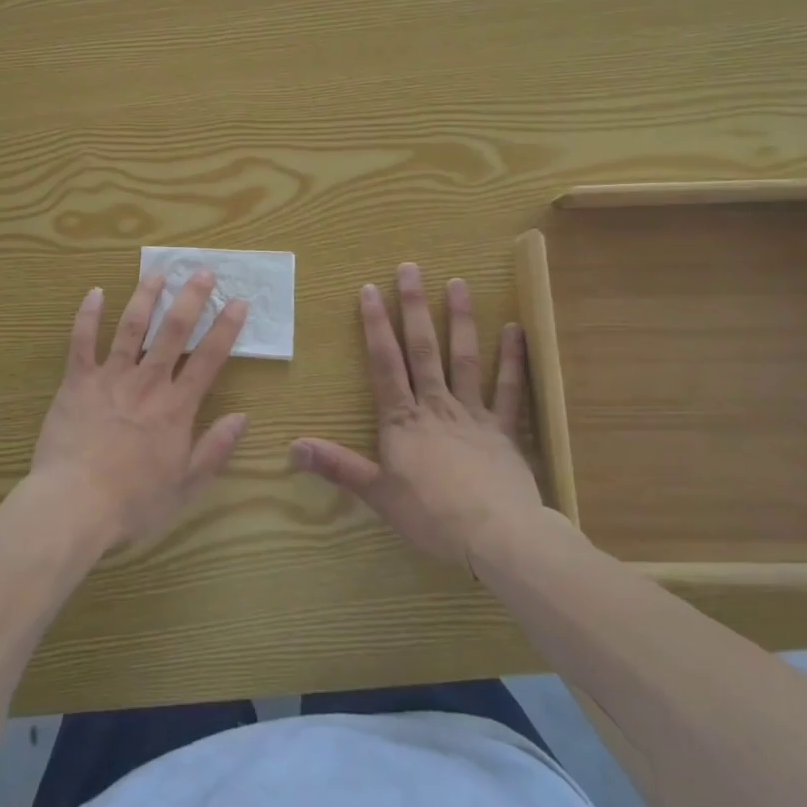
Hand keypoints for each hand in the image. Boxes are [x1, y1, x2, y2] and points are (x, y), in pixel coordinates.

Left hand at [28, 270, 249, 549]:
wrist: (75, 504)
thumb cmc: (133, 502)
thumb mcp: (186, 486)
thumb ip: (215, 449)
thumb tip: (242, 417)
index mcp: (176, 407)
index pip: (209, 359)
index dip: (226, 328)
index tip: (238, 301)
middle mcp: (147, 382)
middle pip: (173, 332)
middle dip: (190, 298)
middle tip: (203, 271)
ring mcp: (110, 377)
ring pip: (131, 327)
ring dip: (146, 296)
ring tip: (158, 271)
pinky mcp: (77, 381)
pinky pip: (81, 342)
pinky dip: (87, 315)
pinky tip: (95, 292)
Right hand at [290, 263, 545, 563]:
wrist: (497, 538)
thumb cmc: (432, 516)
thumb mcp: (377, 495)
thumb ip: (337, 467)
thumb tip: (292, 447)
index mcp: (402, 419)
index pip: (384, 363)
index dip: (375, 325)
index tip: (369, 289)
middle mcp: (435, 405)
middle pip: (422, 349)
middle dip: (413, 307)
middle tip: (410, 268)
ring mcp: (472, 413)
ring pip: (464, 358)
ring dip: (459, 320)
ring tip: (457, 283)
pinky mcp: (504, 429)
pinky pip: (509, 389)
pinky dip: (512, 359)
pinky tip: (515, 329)